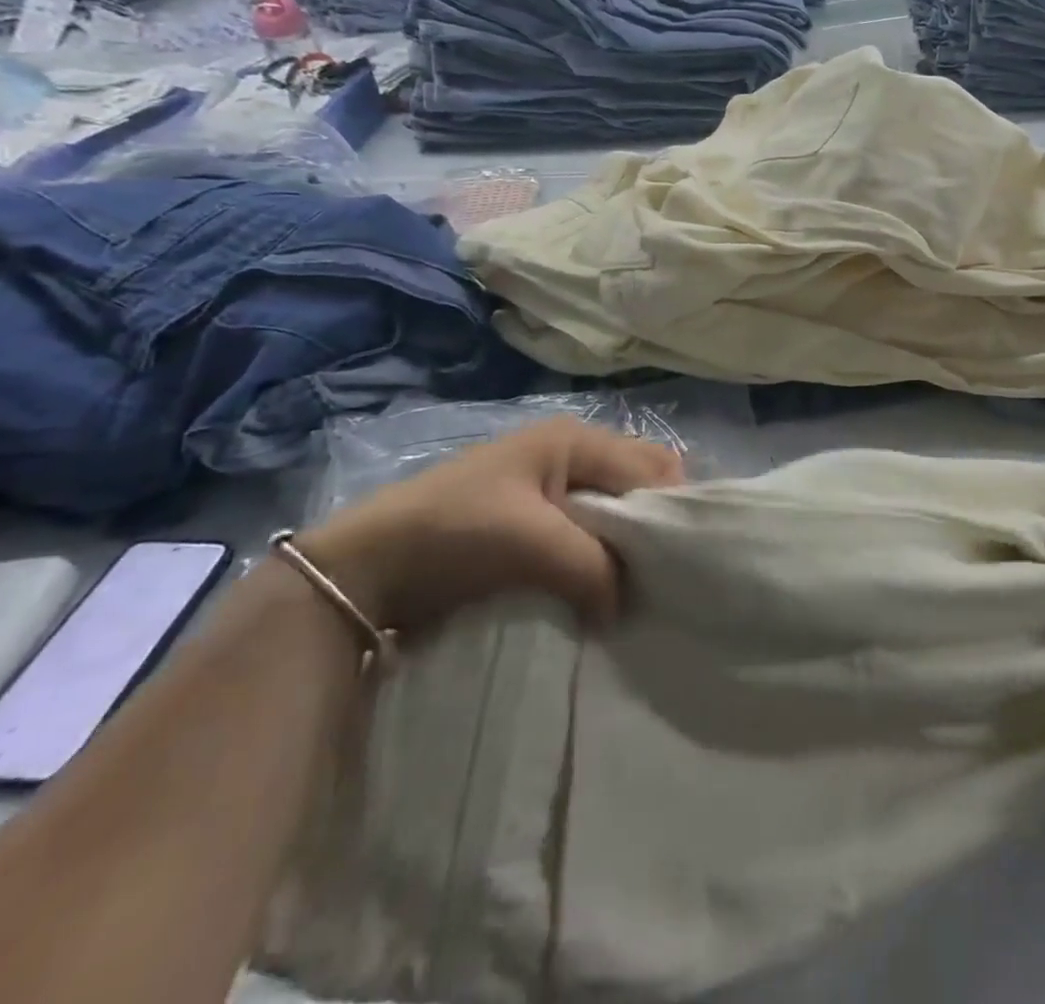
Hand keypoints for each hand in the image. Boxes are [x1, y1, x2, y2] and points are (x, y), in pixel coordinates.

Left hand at [297, 418, 683, 636]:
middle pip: (640, 484)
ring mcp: (552, 490)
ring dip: (627, 548)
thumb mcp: (532, 541)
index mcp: (575, 440)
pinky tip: (605, 590)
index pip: (653, 467)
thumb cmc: (454, 532)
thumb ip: (595, 565)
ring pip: (616, 513)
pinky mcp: (536, 526)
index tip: (680, 560)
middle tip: (661, 574)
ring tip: (636, 588)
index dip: (670, 509)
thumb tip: (626, 605)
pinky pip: (590, 536)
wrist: (364, 570)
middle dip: (654, 525)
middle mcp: (571, 455)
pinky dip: (603, 560)